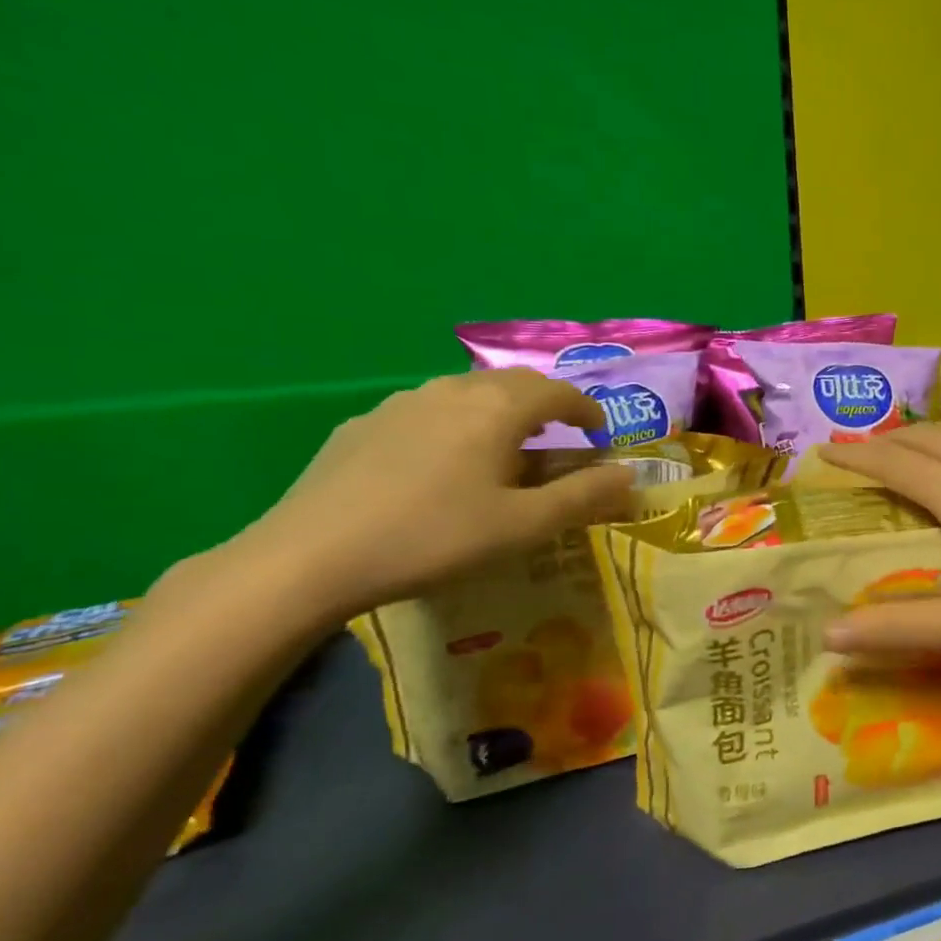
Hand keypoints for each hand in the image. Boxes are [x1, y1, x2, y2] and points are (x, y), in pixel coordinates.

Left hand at [226, 370, 634, 620]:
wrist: (309, 557)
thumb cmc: (435, 537)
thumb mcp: (525, 525)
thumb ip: (585, 496)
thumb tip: (631, 474)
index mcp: (497, 409)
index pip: (558, 392)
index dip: (587, 409)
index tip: (599, 432)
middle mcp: (452, 391)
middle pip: (513, 383)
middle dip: (546, 404)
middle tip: (559, 437)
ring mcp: (400, 404)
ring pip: (467, 393)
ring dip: (499, 411)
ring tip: (504, 449)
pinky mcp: (362, 425)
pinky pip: (426, 411)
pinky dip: (455, 424)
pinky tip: (441, 463)